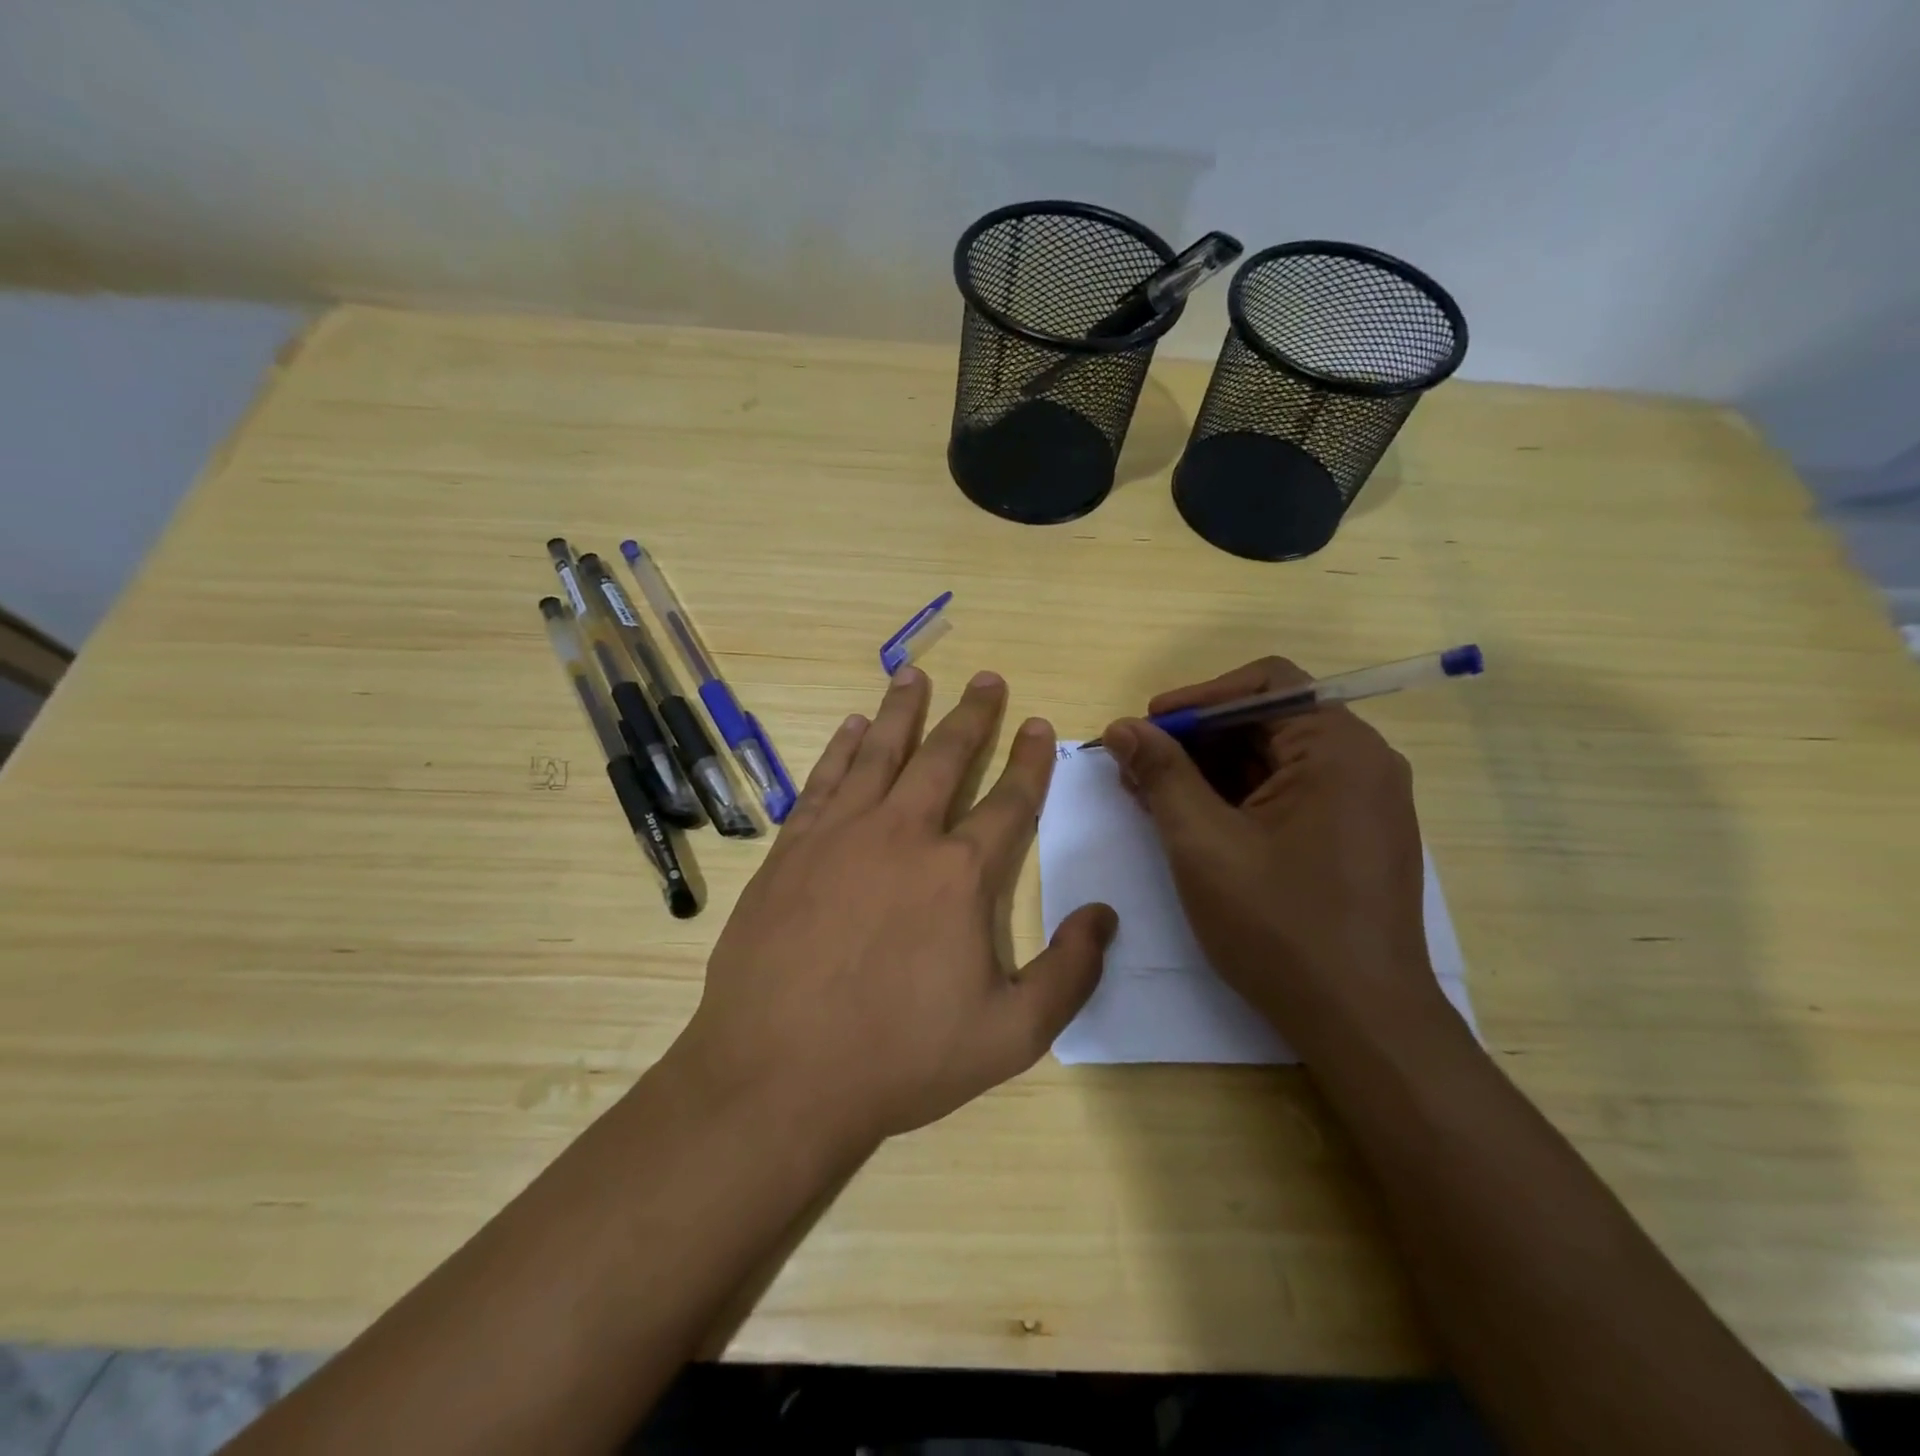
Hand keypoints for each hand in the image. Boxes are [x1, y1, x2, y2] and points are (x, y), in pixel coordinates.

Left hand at [675, 667, 1115, 1158]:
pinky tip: (851, 727)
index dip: (1031, 760)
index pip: (1009, 800)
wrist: (779, 1076)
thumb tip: (1104, 915)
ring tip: (914, 674)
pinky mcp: (792, 849)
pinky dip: (841, 748)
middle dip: (972, 714)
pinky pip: (824, 780)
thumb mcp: (1011, 1036)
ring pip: (879, 752)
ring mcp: (841, 835)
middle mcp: (904, 835)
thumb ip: (1069, 973)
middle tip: (986, 678)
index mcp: (960, 874)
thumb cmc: (900, 1058)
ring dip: (902, 710)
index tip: (1041, 724)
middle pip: (945, 757)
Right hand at [1099, 657, 1440, 1042]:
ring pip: (1274, 760)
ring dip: (1210, 771)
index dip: (1198, 698)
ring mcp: (1363, 803)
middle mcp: (1362, 763)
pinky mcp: (1354, 837)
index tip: (1146, 727)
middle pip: (1267, 721)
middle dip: (1196, 739)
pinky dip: (1238, 799)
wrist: (1362, 1024)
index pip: (1265, 684)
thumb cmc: (1280, 926)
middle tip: (1137, 766)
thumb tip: (1122, 727)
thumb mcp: (1203, 843)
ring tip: (1152, 796)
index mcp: (1338, 748)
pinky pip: (1289, 794)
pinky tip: (1193, 822)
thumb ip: (1161, 774)